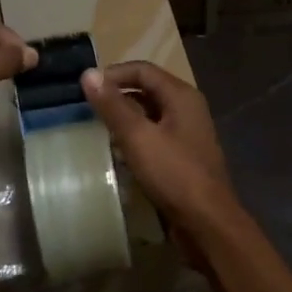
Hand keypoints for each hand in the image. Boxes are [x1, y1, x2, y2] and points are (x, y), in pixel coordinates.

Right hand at [82, 61, 243, 247]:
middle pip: (147, 91)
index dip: (113, 74)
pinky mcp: (183, 158)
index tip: (85, 88)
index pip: (143, 70)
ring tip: (96, 129)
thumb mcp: (138, 137)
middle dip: (117, 97)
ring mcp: (187, 135)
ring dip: (125, 120)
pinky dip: (135, 140)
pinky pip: (155, 138)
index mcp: (181, 96)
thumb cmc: (174, 174)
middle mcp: (187, 109)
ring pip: (150, 116)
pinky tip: (117, 153)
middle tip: (86, 109)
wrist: (207, 221)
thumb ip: (113, 106)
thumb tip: (88, 74)